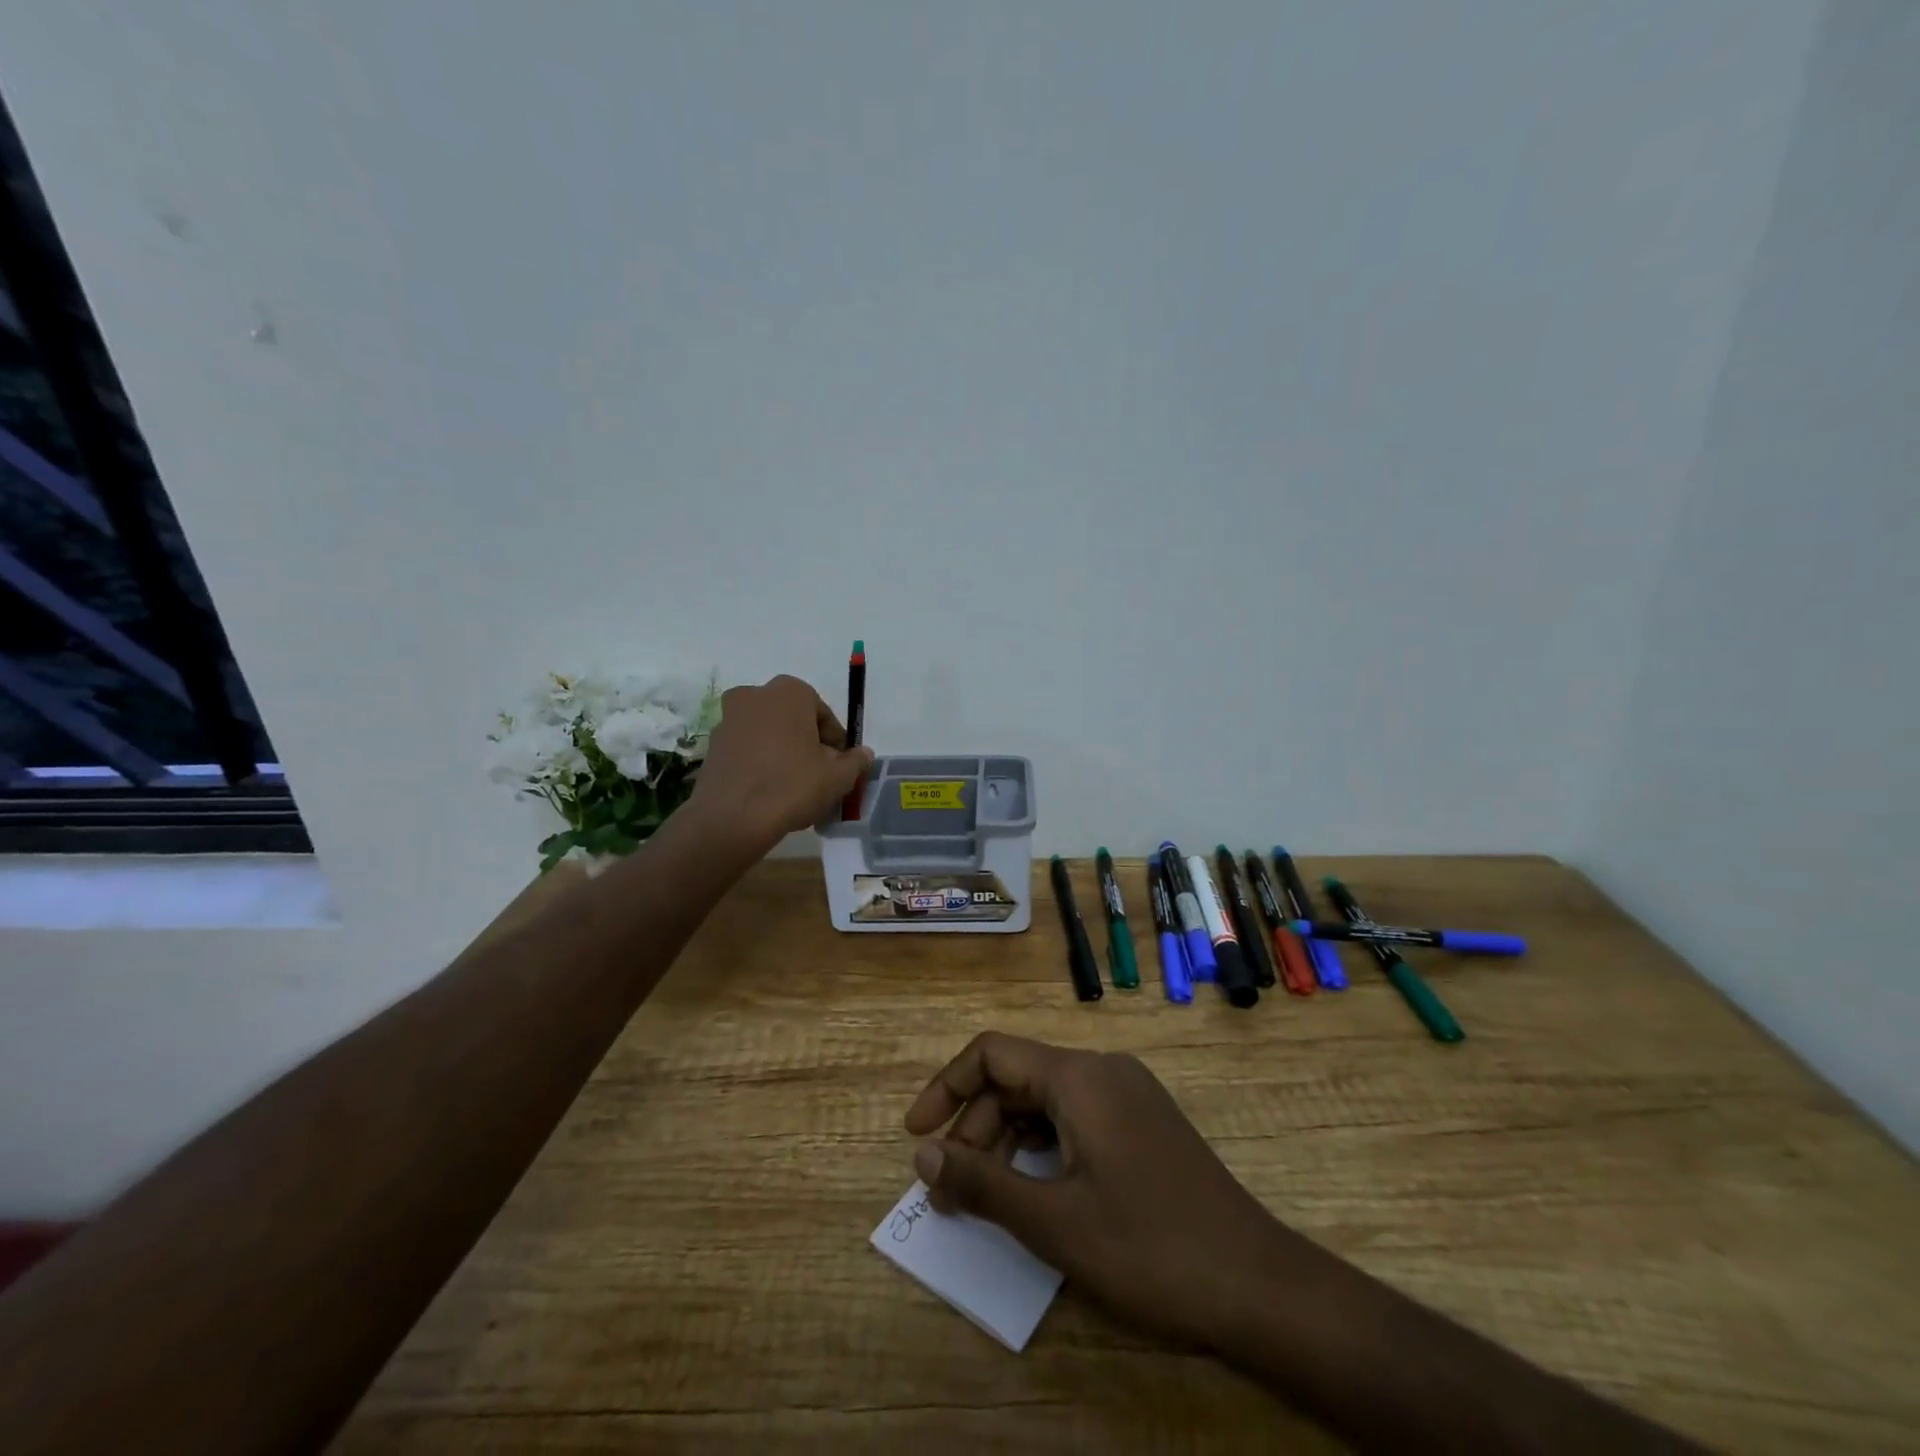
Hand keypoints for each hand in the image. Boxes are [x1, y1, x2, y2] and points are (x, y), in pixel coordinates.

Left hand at [689, 674, 872, 850]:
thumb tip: (863, 754)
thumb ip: (855, 762)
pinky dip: (760, 764)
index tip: (841, 766)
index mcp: (790, 692)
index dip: (837, 743)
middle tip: (820, 776)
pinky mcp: (712, 745)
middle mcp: (755, 695)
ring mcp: (728, 718)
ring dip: (784, 753)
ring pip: (769, 734)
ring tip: (795, 787)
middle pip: (794, 721)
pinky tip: (770, 792)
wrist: (732, 817)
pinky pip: (747, 750)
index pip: (824, 715)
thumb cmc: (792, 785)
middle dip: (808, 744)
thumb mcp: (837, 777)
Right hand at [904, 1032, 1307, 1349]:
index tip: (915, 1134)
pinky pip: (1075, 1118)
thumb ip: (983, 1183)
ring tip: (982, 1196)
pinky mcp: (1143, 1124)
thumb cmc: (1149, 1248)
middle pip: (1017, 1078)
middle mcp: (1102, 1071)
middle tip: (949, 1187)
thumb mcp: (1055, 1222)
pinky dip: (1042, 1148)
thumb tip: (923, 1154)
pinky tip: (1032, 1191)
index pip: (992, 1053)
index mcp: (1079, 1077)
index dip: (946, 1087)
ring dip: (1006, 1141)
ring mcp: (1127, 1095)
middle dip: (975, 1126)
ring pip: (1046, 1101)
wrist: (1258, 1285)